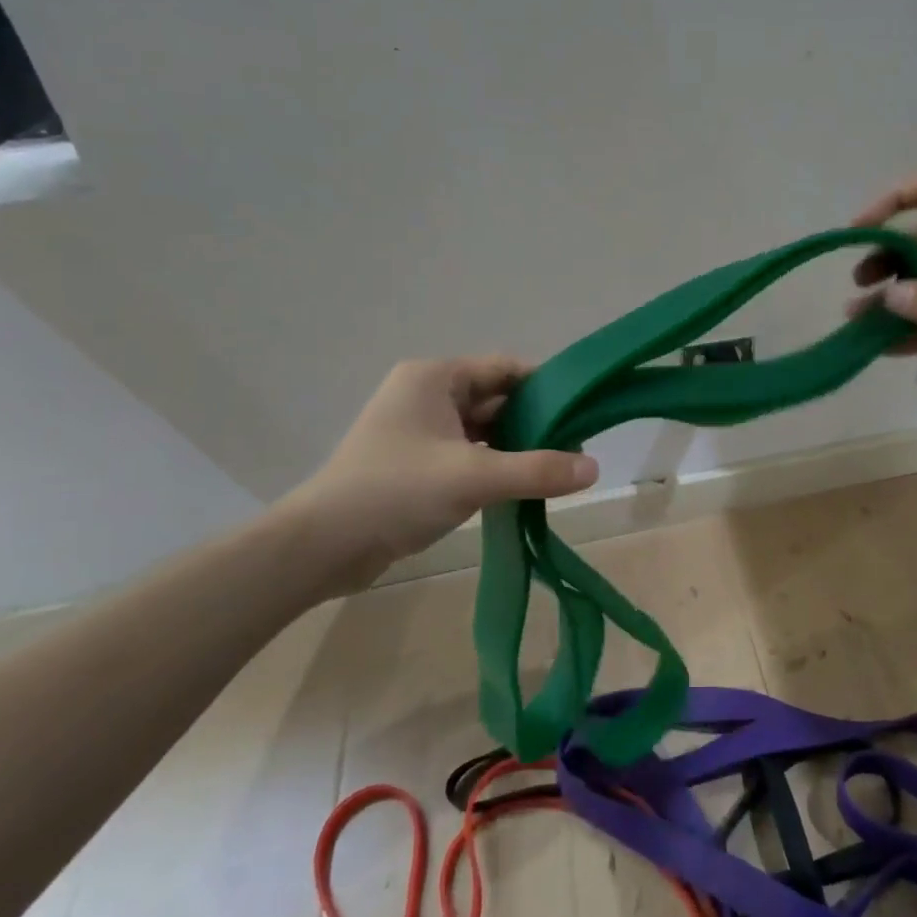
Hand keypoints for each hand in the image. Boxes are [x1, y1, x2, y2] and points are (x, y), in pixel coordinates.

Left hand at [279, 356, 596, 596]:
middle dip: (535, 423)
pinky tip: (522, 487)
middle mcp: (427, 395)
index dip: (546, 387)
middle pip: (497, 399)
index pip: (505, 369)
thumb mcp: (473, 477)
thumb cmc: (394, 492)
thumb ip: (537, 470)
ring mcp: (420, 431)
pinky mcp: (416, 463)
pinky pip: (469, 454)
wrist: (320, 547)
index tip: (581, 412)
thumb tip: (595, 467)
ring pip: (485, 430)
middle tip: (575, 449)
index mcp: (435, 378)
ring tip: (556, 470)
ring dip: (517, 448)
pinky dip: (495, 466)